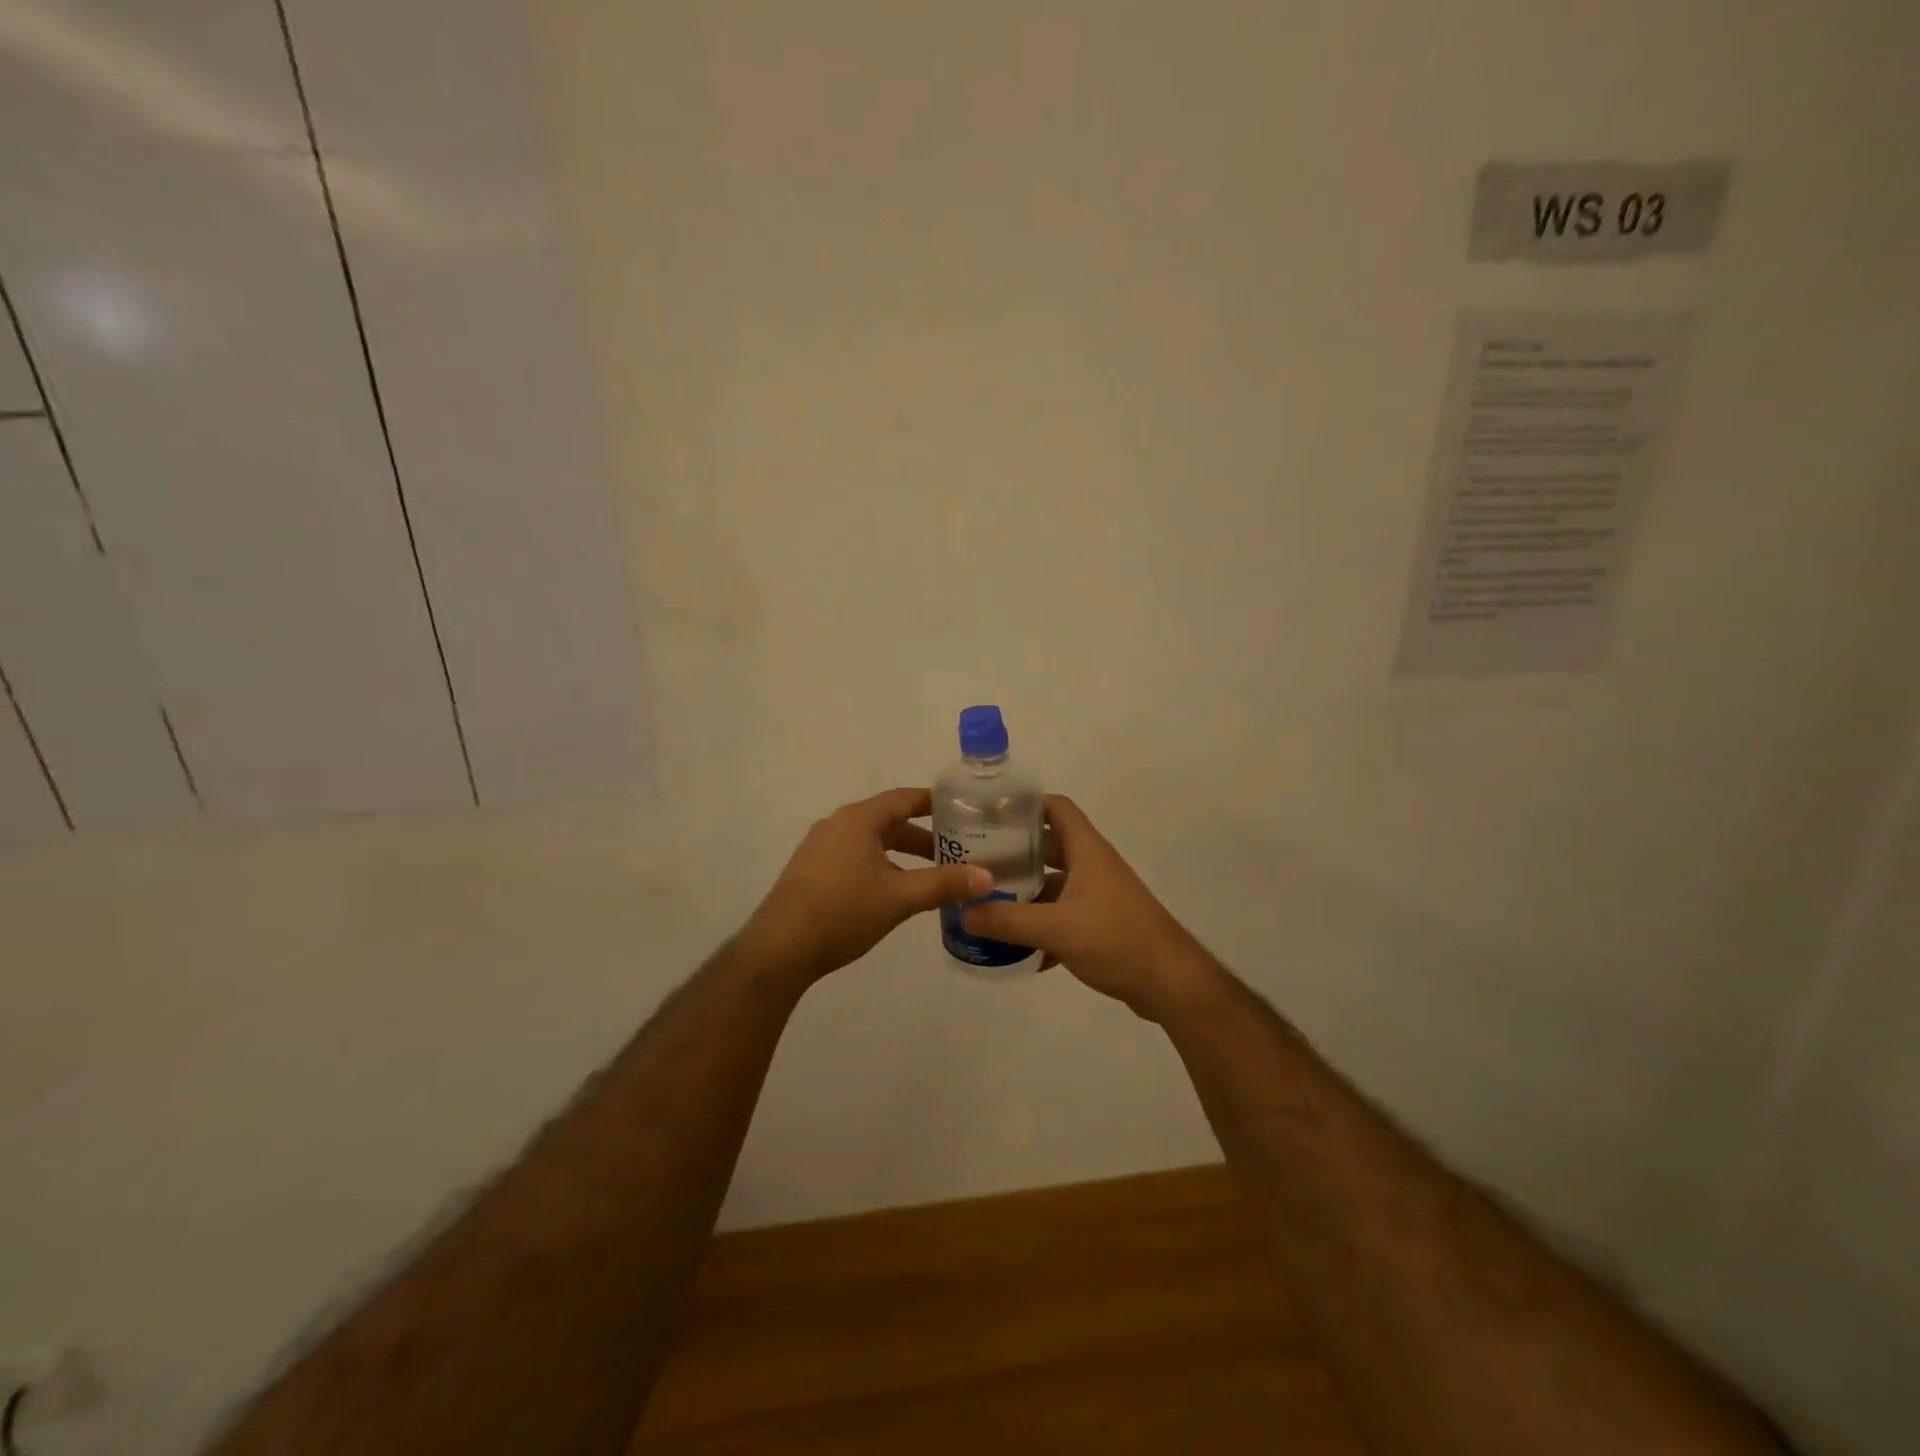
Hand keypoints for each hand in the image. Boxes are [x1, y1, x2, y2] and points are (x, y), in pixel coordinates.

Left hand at [740, 787, 991, 983]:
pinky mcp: (812, 872)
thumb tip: (988, 878)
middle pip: (889, 821)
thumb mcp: (900, 897)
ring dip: (902, 855)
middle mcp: (838, 825)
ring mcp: (820, 848)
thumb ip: (944, 884)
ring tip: (931, 876)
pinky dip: (881, 866)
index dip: (935, 803)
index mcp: (859, 819)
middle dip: (923, 836)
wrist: (780, 948)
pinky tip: (894, 893)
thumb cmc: (843, 911)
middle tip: (957, 851)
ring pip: (872, 842)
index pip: (904, 798)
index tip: (963, 810)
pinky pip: (855, 858)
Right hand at [960, 795, 1215, 1019]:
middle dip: (1012, 852)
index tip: (988, 813)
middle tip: (974, 862)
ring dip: (1023, 892)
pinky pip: (1060, 916)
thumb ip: (1008, 920)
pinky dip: (1038, 926)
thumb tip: (962, 914)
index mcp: (1086, 850)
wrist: (1170, 984)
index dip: (1024, 804)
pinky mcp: (1098, 925)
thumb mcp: (1057, 929)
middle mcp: (1091, 866)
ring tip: (984, 902)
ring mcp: (1096, 896)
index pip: (1055, 808)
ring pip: (1051, 884)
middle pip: (1046, 846)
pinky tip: (1011, 948)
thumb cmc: (1116, 940)